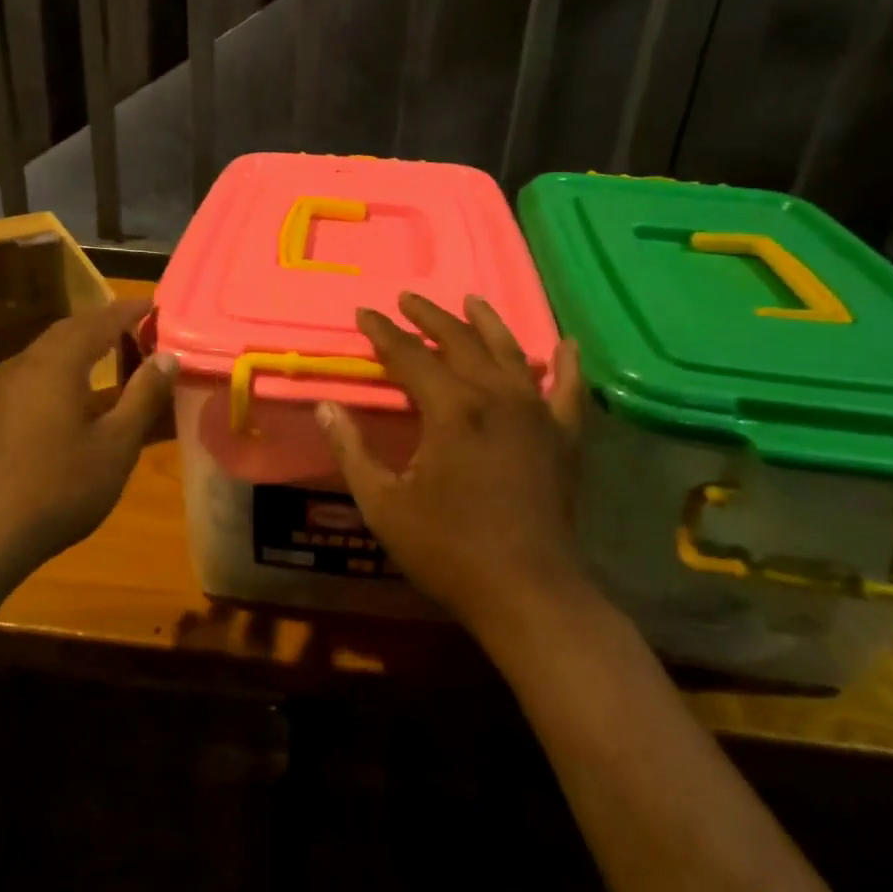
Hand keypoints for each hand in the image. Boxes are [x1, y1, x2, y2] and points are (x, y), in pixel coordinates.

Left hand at [0, 299, 175, 575]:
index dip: (129, 311)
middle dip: (104, 322)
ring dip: (80, 342)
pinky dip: (61, 364)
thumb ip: (143, 396)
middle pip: (69, 328)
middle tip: (137, 325)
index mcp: (57, 364)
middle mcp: (25, 364)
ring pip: (47, 348)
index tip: (156, 305)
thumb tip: (167, 356)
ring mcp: (2, 387)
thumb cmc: (60, 488)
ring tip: (111, 350)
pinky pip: (33, 370)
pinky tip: (72, 389)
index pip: (99, 321)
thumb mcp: (116, 445)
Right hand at [315, 291, 592, 638]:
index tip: (364, 313)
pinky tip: (565, 344)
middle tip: (406, 299)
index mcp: (451, 409)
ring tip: (471, 300)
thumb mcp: (383, 504)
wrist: (527, 592)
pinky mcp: (564, 437)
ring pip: (510, 352)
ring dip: (487, 323)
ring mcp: (537, 413)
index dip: (383, 333)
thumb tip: (325, 407)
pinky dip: (565, 364)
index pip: (409, 355)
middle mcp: (496, 396)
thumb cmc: (448, 550)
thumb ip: (352, 450)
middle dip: (429, 317)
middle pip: (459, 342)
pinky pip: (567, 389)